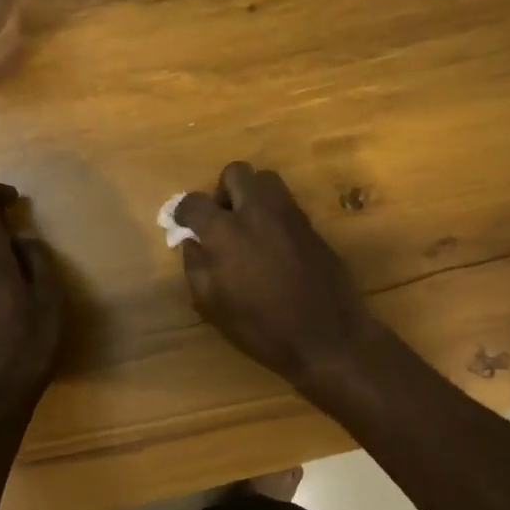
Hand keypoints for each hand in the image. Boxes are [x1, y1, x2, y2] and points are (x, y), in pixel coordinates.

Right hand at [174, 163, 382, 395]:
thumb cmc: (262, 327)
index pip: (195, 202)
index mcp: (226, 231)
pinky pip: (286, 203)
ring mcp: (289, 214)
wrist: (327, 337)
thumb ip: (196, 266)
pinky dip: (272, 212)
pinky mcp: (312, 225)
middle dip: (222, 191)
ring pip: (265, 180)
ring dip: (250, 194)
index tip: (182, 223)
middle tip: (220, 219)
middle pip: (235, 173)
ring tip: (247, 226)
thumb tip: (191, 242)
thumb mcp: (214, 305)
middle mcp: (257, 211)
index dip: (183, 211)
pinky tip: (271, 243)